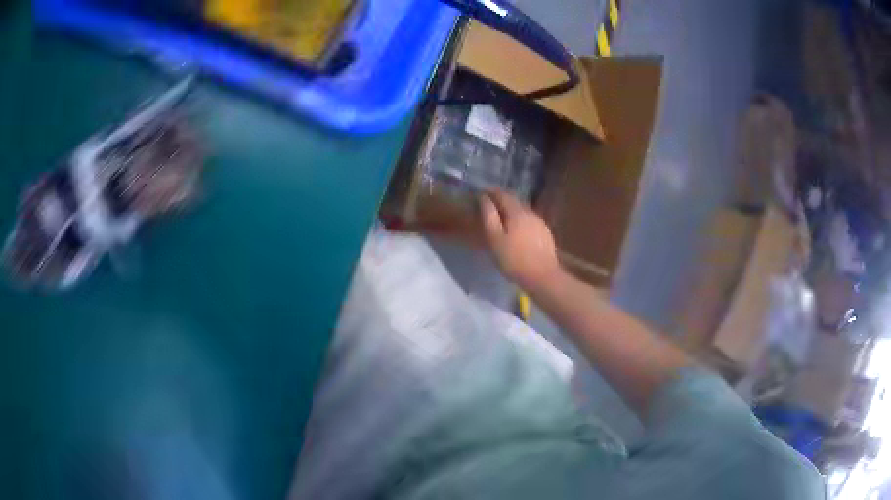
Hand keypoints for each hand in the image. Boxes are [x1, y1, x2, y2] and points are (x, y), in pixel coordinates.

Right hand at [480, 190, 562, 291]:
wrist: (543, 277)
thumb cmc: (514, 259)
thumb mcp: (495, 239)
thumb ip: (489, 216)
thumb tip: (484, 198)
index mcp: (517, 212)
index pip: (503, 194)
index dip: (491, 192)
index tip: (481, 193)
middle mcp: (530, 213)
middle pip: (515, 200)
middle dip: (502, 200)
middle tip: (490, 205)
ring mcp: (540, 222)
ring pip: (523, 211)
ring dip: (512, 210)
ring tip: (502, 219)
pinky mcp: (545, 233)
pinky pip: (529, 221)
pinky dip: (520, 220)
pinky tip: (517, 231)